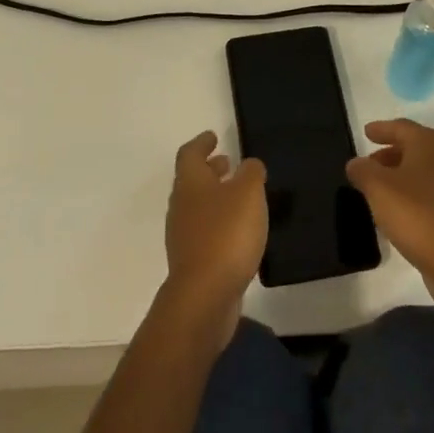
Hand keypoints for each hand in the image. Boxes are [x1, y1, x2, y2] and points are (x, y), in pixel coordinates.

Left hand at [162, 131, 266, 346]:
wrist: (204, 296)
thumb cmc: (226, 234)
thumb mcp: (248, 193)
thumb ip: (251, 173)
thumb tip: (248, 165)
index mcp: (190, 183)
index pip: (190, 154)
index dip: (201, 143)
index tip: (213, 136)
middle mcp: (181, 205)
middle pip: (192, 180)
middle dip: (210, 170)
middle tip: (228, 163)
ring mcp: (184, 235)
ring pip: (198, 206)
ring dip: (215, 197)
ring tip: (239, 196)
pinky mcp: (192, 261)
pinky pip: (205, 231)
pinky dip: (219, 223)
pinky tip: (239, 231)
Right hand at [347, 119, 433, 302]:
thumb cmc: (417, 214)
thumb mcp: (378, 187)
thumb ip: (363, 171)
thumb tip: (356, 162)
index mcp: (427, 148)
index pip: (403, 128)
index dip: (383, 128)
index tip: (366, 131)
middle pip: (413, 151)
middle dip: (389, 155)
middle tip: (368, 162)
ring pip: (420, 176)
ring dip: (398, 178)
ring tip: (376, 189)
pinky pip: (426, 199)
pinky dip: (408, 199)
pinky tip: (394, 215)